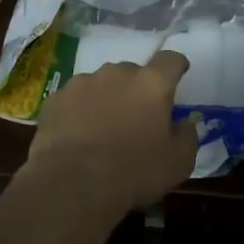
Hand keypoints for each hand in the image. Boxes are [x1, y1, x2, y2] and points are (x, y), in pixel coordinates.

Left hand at [26, 51, 197, 209]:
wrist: (73, 183)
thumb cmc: (134, 172)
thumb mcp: (178, 163)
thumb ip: (187, 137)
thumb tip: (184, 124)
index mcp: (151, 84)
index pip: (170, 60)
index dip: (176, 66)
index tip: (178, 74)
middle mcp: (116, 73)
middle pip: (133, 72)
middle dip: (137, 90)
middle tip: (136, 117)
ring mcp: (82, 82)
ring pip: (101, 84)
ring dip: (106, 99)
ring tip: (103, 129)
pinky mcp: (56, 98)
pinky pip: (74, 99)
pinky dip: (79, 111)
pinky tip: (77, 136)